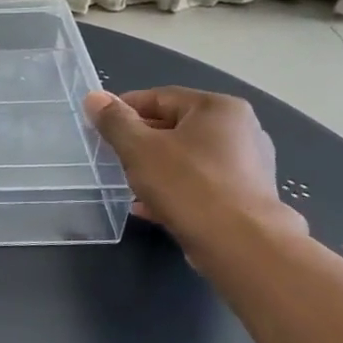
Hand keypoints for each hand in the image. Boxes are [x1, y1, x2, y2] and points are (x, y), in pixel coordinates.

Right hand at [84, 88, 305, 254]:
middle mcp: (240, 130)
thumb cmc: (188, 185)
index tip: (98, 125)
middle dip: (140, 141)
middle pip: (175, 127)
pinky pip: (200, 185)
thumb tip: (94, 97)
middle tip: (111, 156)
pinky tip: (148, 208)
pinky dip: (174, 190)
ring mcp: (248, 166)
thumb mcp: (139, 149)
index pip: (159, 97)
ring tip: (127, 183)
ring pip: (187, 158)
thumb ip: (114, 121)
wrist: (241, 245)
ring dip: (155, 168)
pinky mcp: (246, 198)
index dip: (124, 109)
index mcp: (218, 108)